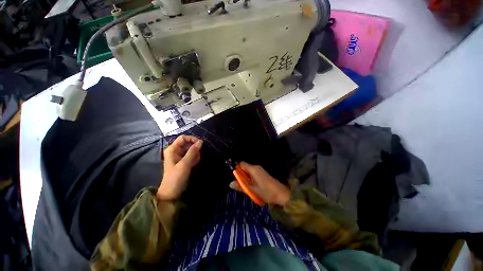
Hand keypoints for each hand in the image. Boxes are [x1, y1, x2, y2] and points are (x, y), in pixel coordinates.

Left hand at [157, 135, 202, 200]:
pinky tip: (193, 165)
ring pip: (192, 150)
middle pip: (188, 144)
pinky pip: (192, 155)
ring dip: (195, 155)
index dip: (192, 139)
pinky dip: (195, 159)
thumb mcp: (185, 164)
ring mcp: (180, 156)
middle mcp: (176, 150)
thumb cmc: (176, 177)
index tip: (201, 144)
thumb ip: (193, 152)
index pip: (183, 138)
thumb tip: (201, 141)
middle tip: (197, 157)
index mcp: (172, 149)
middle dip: (195, 149)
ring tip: (194, 163)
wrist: (172, 192)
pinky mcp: (184, 160)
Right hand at [229, 162, 290, 205]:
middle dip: (241, 175)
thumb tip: (230, 183)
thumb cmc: (266, 192)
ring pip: (249, 171)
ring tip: (248, 188)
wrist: (281, 194)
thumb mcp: (251, 190)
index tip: (236, 178)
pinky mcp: (263, 173)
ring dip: (246, 178)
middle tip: (242, 185)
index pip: (241, 164)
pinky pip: (253, 173)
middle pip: (245, 167)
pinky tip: (254, 187)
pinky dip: (251, 179)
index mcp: (253, 169)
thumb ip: (240, 186)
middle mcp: (256, 167)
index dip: (236, 169)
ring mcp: (260, 170)